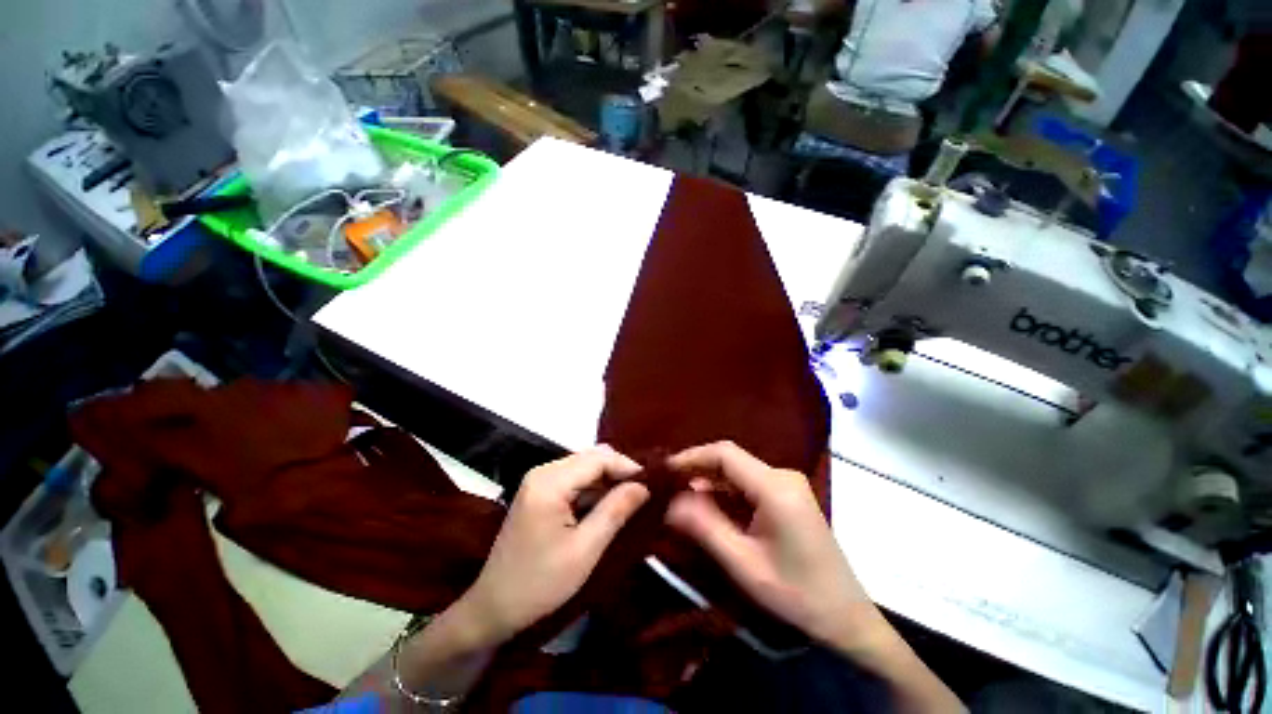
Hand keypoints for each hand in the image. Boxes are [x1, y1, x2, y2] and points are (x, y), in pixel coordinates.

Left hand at [460, 445, 649, 643]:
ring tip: (631, 497)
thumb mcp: (585, 550)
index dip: (627, 466)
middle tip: (644, 491)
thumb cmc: (539, 584)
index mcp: (550, 482)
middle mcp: (543, 471)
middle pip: (591, 457)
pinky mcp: (539, 491)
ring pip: (584, 465)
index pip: (598, 458)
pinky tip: (607, 503)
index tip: (652, 482)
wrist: (492, 609)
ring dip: (608, 478)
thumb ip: (615, 511)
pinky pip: (574, 478)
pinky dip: (594, 487)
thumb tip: (644, 485)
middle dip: (619, 470)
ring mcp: (538, 480)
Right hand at [665, 441, 879, 652]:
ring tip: (678, 496)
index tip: (663, 470)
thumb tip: (669, 502)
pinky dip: (723, 493)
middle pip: (730, 460)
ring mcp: (786, 485)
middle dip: (696, 470)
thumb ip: (705, 527)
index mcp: (775, 486)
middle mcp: (782, 476)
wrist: (846, 619)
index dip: (691, 456)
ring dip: (708, 482)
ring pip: (737, 471)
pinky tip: (706, 507)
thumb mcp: (745, 564)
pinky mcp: (786, 496)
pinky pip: (747, 485)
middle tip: (666, 485)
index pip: (725, 454)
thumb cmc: (797, 595)